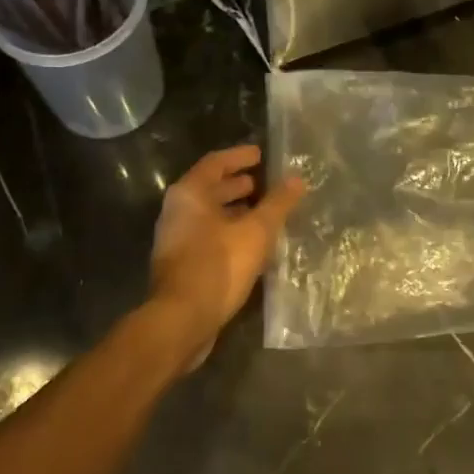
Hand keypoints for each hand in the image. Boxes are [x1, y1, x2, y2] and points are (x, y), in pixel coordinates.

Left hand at [149, 146, 303, 356]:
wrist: (182, 319)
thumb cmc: (219, 265)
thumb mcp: (256, 232)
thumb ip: (277, 204)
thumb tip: (297, 179)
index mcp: (190, 194)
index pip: (216, 162)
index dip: (240, 156)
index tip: (261, 154)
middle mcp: (177, 211)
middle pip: (210, 188)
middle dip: (238, 184)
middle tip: (266, 183)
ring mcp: (176, 238)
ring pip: (209, 214)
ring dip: (235, 210)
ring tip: (263, 212)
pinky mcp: (181, 263)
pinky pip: (208, 235)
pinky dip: (229, 231)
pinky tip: (251, 242)